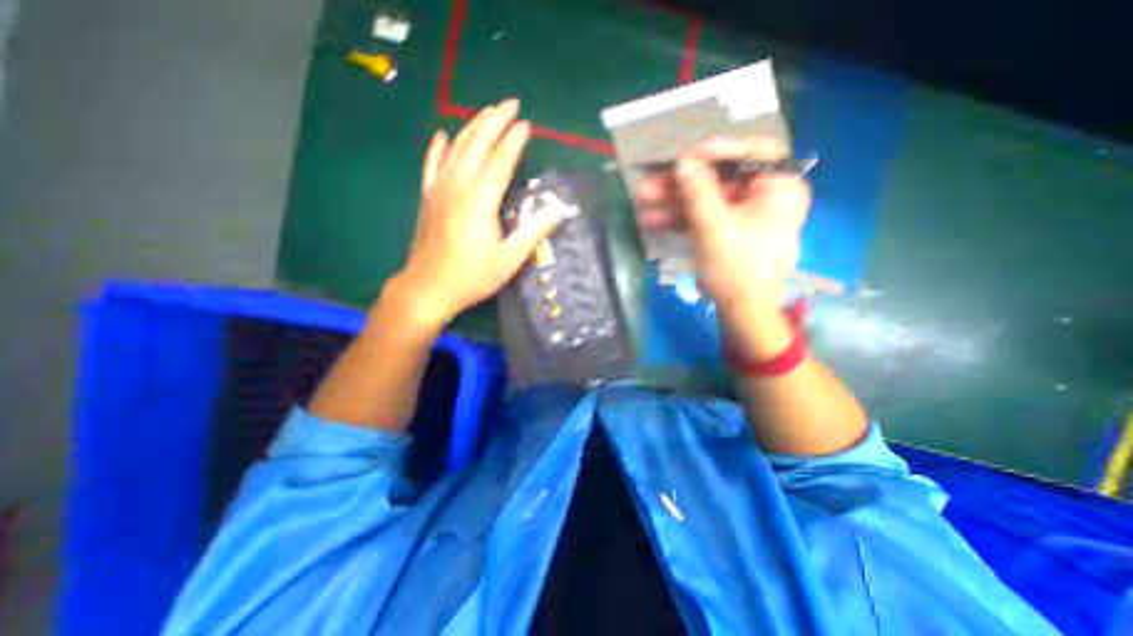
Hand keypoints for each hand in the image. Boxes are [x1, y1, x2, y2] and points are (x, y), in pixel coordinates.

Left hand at [392, 99, 564, 328]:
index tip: (527, 124)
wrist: (428, 288)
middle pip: (477, 144)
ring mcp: (439, 189)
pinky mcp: (428, 197)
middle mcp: (458, 186)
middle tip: (509, 103)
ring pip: (456, 148)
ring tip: (486, 112)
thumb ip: (533, 232)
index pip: (501, 160)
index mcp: (480, 200)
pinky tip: (442, 135)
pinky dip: (438, 147)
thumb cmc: (472, 277)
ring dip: (472, 127)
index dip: (514, 140)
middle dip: (494, 121)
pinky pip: (431, 164)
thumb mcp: (509, 260)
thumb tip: (557, 211)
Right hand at [633, 136, 809, 312]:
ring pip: (706, 200)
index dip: (718, 151)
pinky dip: (680, 219)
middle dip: (681, 184)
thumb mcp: (714, 226)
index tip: (686, 157)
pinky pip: (704, 218)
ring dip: (673, 202)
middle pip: (719, 179)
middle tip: (650, 183)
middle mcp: (764, 197)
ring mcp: (743, 216)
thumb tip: (683, 161)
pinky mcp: (727, 233)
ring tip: (642, 202)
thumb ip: (698, 191)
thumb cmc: (737, 268)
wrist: (742, 312)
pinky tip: (653, 220)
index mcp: (778, 188)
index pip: (753, 152)